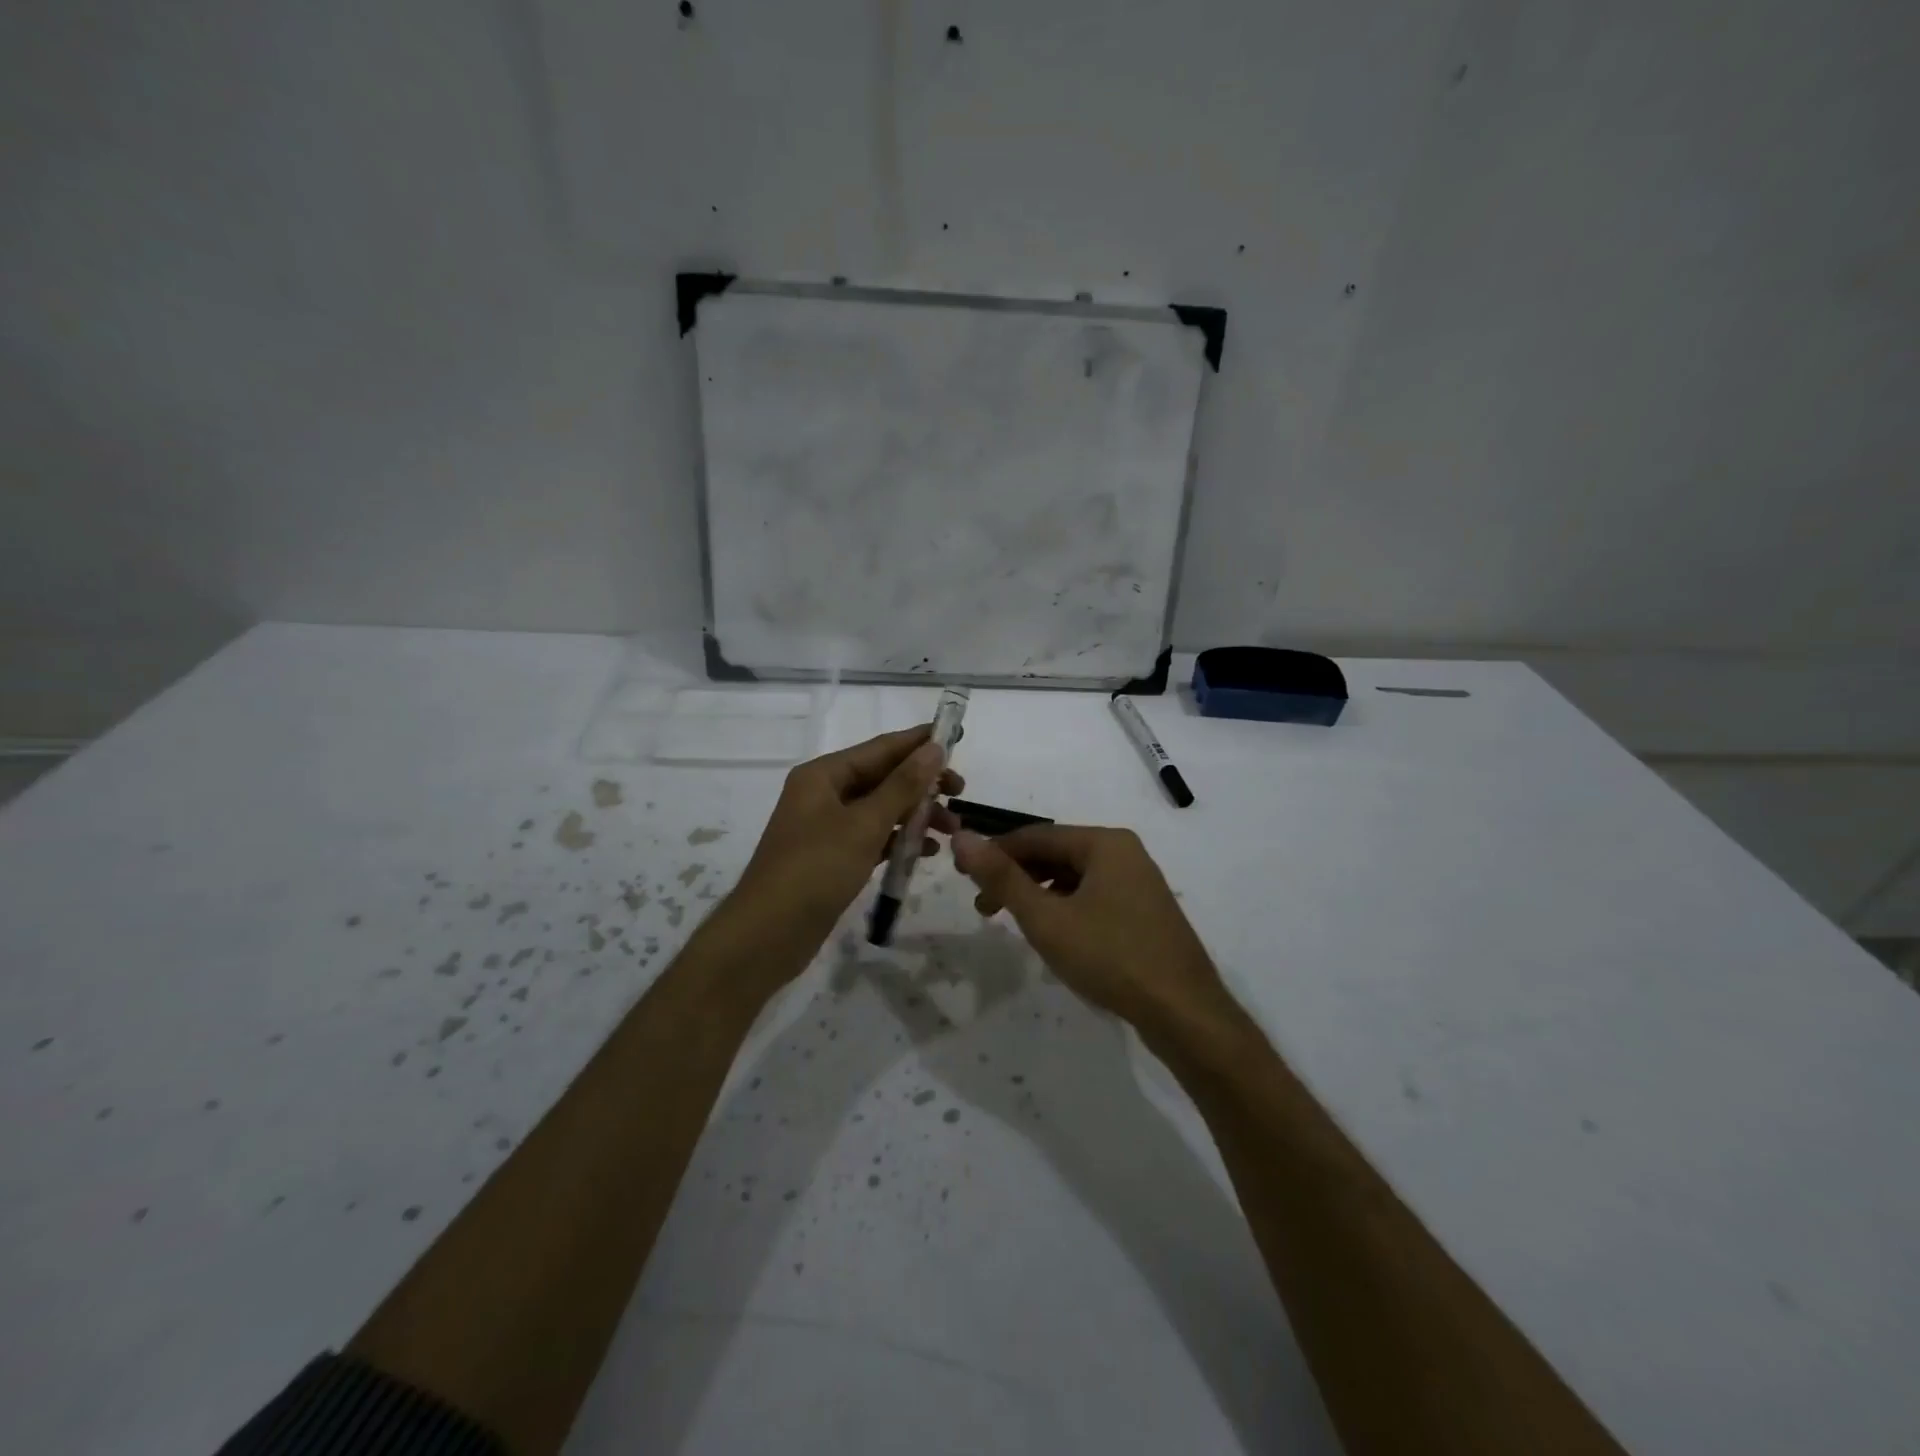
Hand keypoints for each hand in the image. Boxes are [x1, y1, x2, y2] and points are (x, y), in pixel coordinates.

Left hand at [731, 726, 963, 958]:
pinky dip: (898, 840)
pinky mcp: (832, 857)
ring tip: (951, 830)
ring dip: (915, 814)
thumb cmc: (816, 869)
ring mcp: (827, 827)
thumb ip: (903, 786)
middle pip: (882, 778)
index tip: (957, 737)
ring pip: (880, 809)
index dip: (919, 742)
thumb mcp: (864, 824)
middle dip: (922, 785)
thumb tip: (934, 748)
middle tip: (961, 793)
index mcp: (823, 775)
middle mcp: (823, 794)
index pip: (880, 748)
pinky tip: (925, 851)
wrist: (767, 935)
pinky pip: (873, 837)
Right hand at [951, 825, 1227, 1028]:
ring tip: (1013, 923)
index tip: (962, 876)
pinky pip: (1093, 896)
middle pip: (1056, 854)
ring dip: (1038, 894)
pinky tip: (1052, 934)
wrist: (1185, 1013)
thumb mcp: (1047, 919)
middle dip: (1016, 877)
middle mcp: (1124, 852)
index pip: (1035, 836)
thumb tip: (962, 837)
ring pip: (1074, 877)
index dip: (995, 853)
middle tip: (983, 908)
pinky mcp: (1144, 912)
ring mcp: (1138, 883)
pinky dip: (1065, 908)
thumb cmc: (1111, 957)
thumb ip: (1002, 878)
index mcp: (1104, 843)